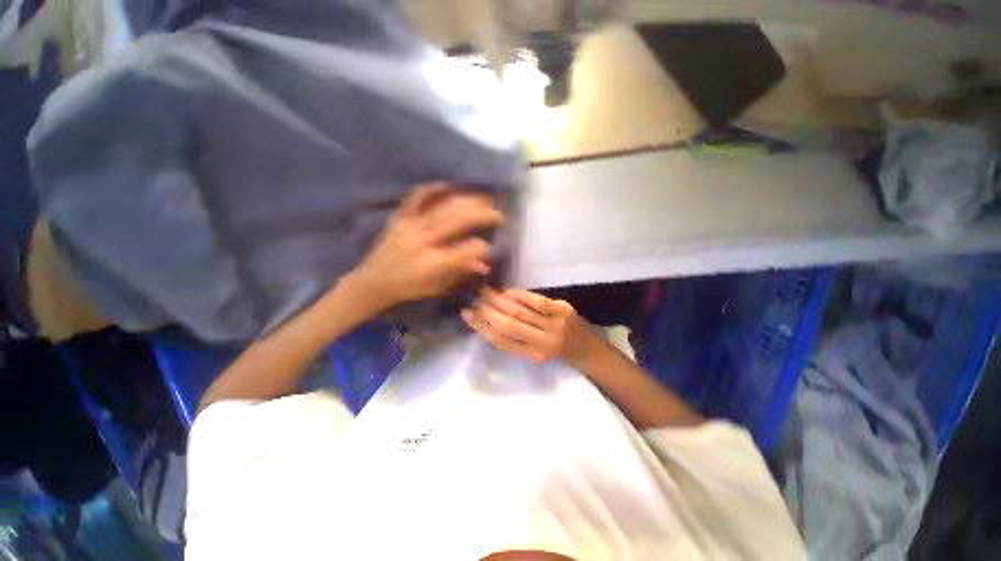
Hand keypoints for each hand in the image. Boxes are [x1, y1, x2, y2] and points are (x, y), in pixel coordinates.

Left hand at [351, 183, 503, 309]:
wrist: (373, 281)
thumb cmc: (409, 288)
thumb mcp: (439, 287)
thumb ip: (462, 272)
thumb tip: (485, 264)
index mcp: (433, 263)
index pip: (467, 250)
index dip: (484, 247)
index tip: (493, 247)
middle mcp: (423, 241)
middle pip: (458, 220)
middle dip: (484, 215)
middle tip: (499, 214)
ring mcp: (410, 225)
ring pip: (443, 206)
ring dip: (468, 200)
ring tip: (484, 199)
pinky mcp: (400, 217)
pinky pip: (417, 196)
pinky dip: (435, 188)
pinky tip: (451, 186)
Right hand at [462, 288, 599, 365]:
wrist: (590, 350)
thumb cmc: (558, 351)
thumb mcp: (535, 350)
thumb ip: (515, 338)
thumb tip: (490, 318)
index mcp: (532, 355)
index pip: (501, 341)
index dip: (480, 327)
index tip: (466, 313)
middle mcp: (542, 342)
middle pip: (507, 325)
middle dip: (486, 310)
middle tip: (473, 297)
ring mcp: (554, 325)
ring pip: (519, 312)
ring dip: (498, 300)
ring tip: (484, 291)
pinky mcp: (563, 311)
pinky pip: (536, 301)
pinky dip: (519, 294)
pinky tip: (507, 291)